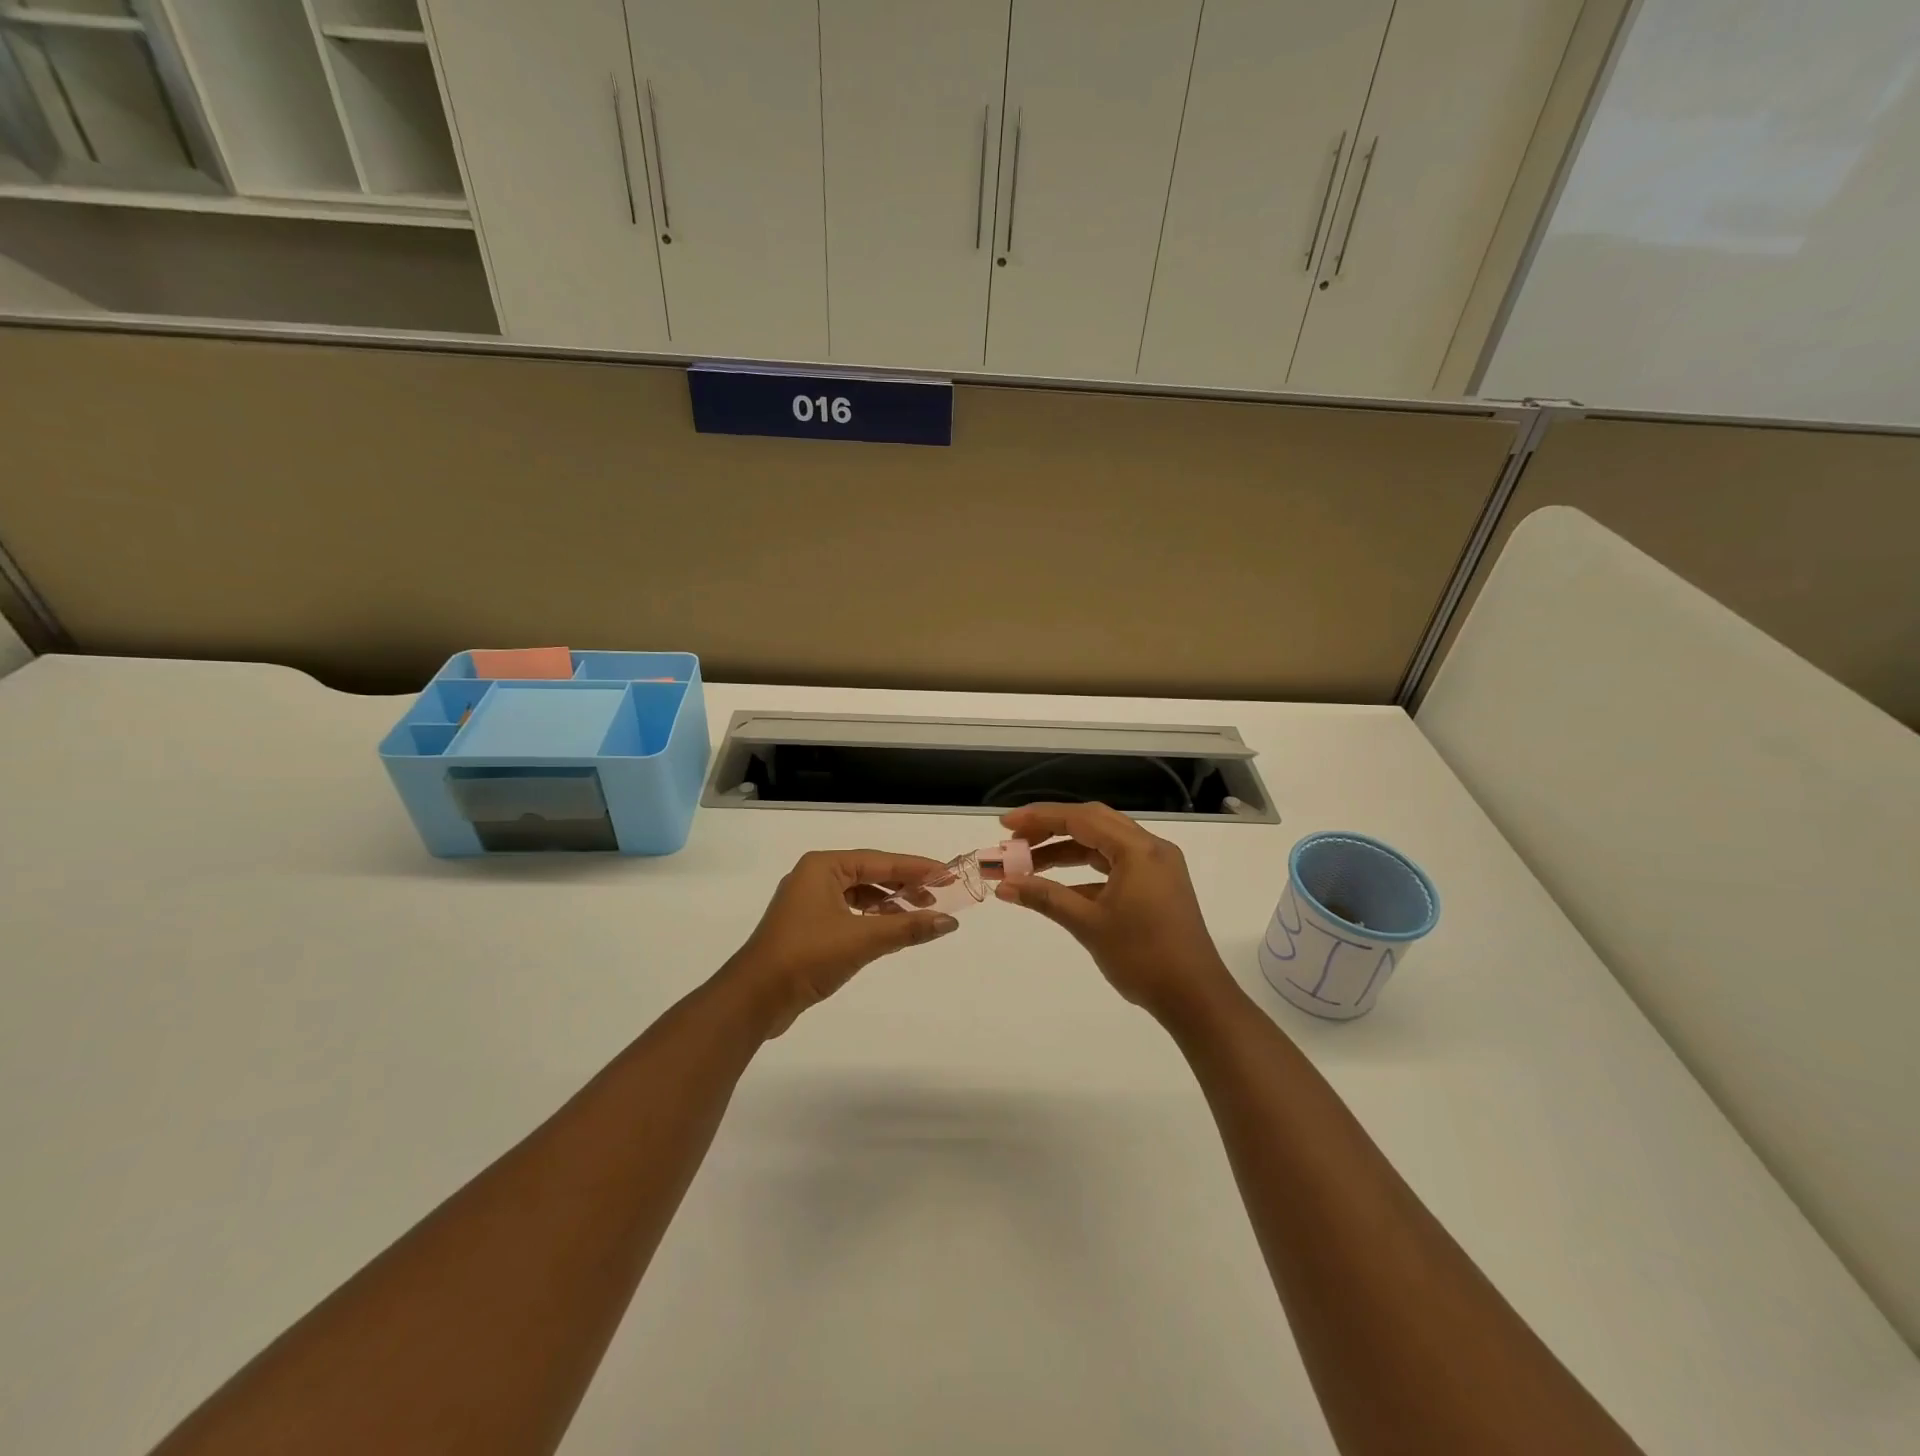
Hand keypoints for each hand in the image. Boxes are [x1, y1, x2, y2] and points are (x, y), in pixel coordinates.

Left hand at [720, 850, 958, 1036]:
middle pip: (870, 873)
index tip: (947, 875)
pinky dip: (870, 919)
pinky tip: (889, 932)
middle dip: (904, 885)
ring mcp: (807, 902)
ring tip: (917, 915)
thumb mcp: (863, 939)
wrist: (754, 997)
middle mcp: (814, 876)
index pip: (880, 860)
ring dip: (888, 904)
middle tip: (938, 896)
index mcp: (823, 866)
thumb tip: (950, 922)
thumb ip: (908, 928)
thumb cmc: (807, 955)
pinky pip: (847, 912)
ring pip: (858, 894)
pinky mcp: (806, 927)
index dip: (916, 868)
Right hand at [994, 803, 1238, 1022]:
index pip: (1081, 819)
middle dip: (1050, 829)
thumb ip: (1045, 898)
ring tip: (1028, 864)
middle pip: (1092, 823)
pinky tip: (1058, 888)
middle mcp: (1150, 848)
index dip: (1039, 818)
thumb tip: (1003, 885)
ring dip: (1066, 851)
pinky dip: (1085, 872)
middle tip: (1014, 841)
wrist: (1195, 998)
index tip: (1005, 825)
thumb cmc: (1142, 957)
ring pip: (1103, 844)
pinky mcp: (1157, 885)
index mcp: (1138, 850)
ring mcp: (1156, 867)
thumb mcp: (1089, 925)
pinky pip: (1114, 865)